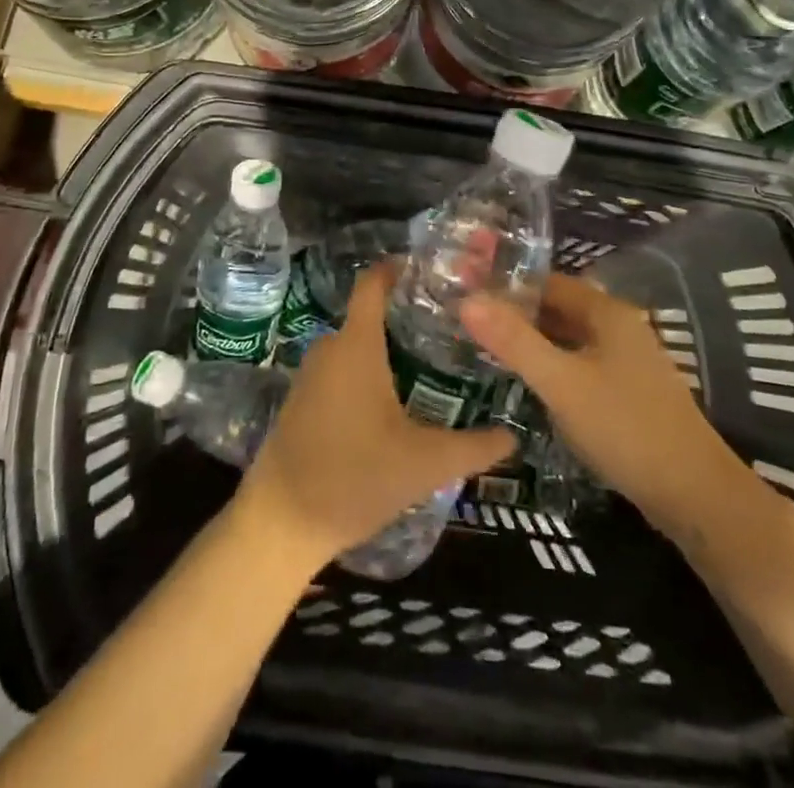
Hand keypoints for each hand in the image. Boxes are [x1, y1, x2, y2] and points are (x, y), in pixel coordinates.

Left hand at [236, 260, 515, 571]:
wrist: (279, 524)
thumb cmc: (354, 477)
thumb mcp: (425, 464)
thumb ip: (474, 447)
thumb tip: (514, 436)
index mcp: (357, 345)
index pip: (373, 282)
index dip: (399, 268)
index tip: (435, 272)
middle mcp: (330, 348)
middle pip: (371, 314)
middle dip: (408, 316)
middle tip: (453, 328)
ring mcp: (311, 375)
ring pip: (356, 346)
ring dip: (389, 348)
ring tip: (433, 363)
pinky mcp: (302, 400)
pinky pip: (341, 370)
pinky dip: (368, 372)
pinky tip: (395, 401)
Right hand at [461, 275, 744, 542]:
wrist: (696, 496)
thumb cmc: (625, 428)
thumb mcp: (561, 383)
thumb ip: (514, 341)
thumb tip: (467, 299)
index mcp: (607, 312)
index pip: (548, 282)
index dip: (508, 285)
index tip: (467, 292)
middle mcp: (619, 327)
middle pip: (559, 308)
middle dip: (517, 314)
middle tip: (468, 323)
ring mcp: (627, 361)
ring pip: (569, 339)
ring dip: (533, 341)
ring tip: (487, 350)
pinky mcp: (628, 393)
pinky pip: (580, 365)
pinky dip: (552, 366)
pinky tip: (529, 384)